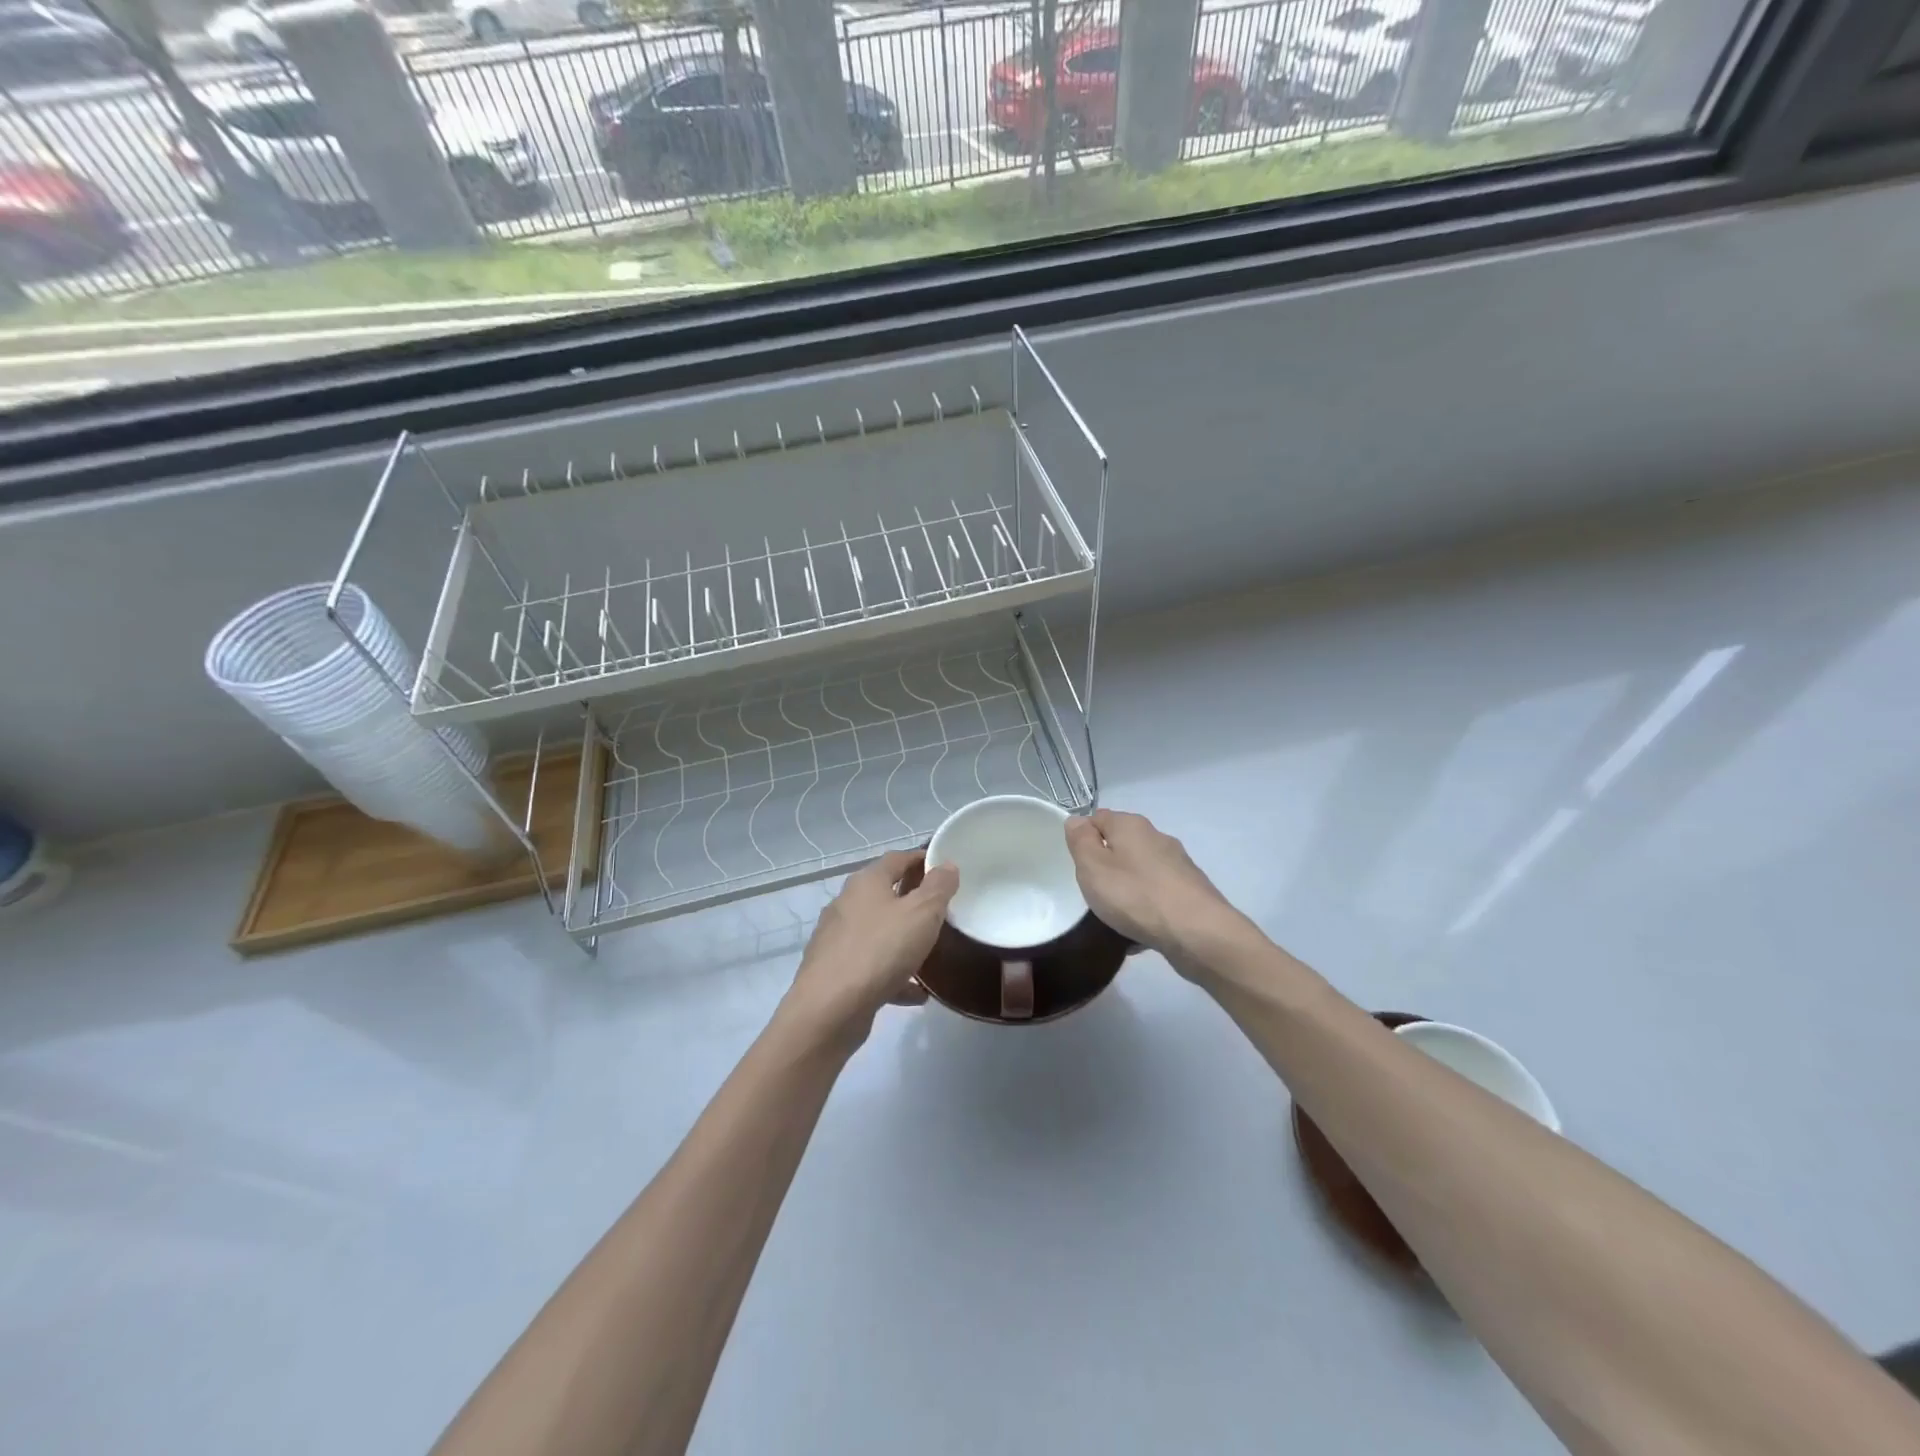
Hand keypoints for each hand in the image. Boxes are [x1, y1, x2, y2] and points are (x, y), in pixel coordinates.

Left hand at [781, 850, 957, 1050]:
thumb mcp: (922, 913)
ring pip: (879, 932)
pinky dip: (894, 974)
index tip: (945, 870)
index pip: (897, 859)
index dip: (922, 859)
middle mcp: (847, 904)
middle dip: (914, 901)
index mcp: (866, 882)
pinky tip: (916, 993)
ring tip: (932, 953)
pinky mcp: (835, 972)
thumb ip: (938, 888)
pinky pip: (872, 966)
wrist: (830, 1009)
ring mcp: (838, 939)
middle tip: (943, 911)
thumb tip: (946, 865)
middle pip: (885, 894)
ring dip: (904, 940)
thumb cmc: (880, 950)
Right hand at [1065, 809, 1248, 978]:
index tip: (1077, 865)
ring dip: (1126, 891)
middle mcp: (1157, 838)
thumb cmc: (1135, 895)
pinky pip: (1157, 897)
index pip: (1098, 818)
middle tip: (1092, 892)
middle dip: (1106, 867)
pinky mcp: (1190, 892)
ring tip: (1114, 918)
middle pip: (1121, 846)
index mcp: (1131, 825)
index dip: (1084, 838)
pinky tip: (1138, 935)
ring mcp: (1177, 865)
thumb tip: (1077, 821)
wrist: (1197, 933)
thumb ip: (1080, 841)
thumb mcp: (1092, 866)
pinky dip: (1146, 911)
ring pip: (1140, 873)